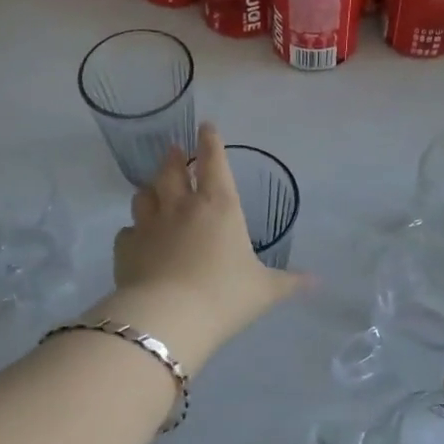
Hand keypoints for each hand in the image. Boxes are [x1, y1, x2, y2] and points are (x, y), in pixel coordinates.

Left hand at [98, 123, 307, 367]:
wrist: (168, 318)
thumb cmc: (224, 296)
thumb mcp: (264, 291)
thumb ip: (289, 282)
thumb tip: (317, 282)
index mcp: (219, 207)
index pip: (214, 162)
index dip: (210, 142)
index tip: (205, 126)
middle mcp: (182, 207)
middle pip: (172, 171)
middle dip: (174, 157)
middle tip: (174, 150)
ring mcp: (149, 225)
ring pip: (144, 195)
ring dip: (151, 188)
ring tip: (153, 188)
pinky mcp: (126, 247)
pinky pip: (128, 231)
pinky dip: (133, 230)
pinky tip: (136, 237)